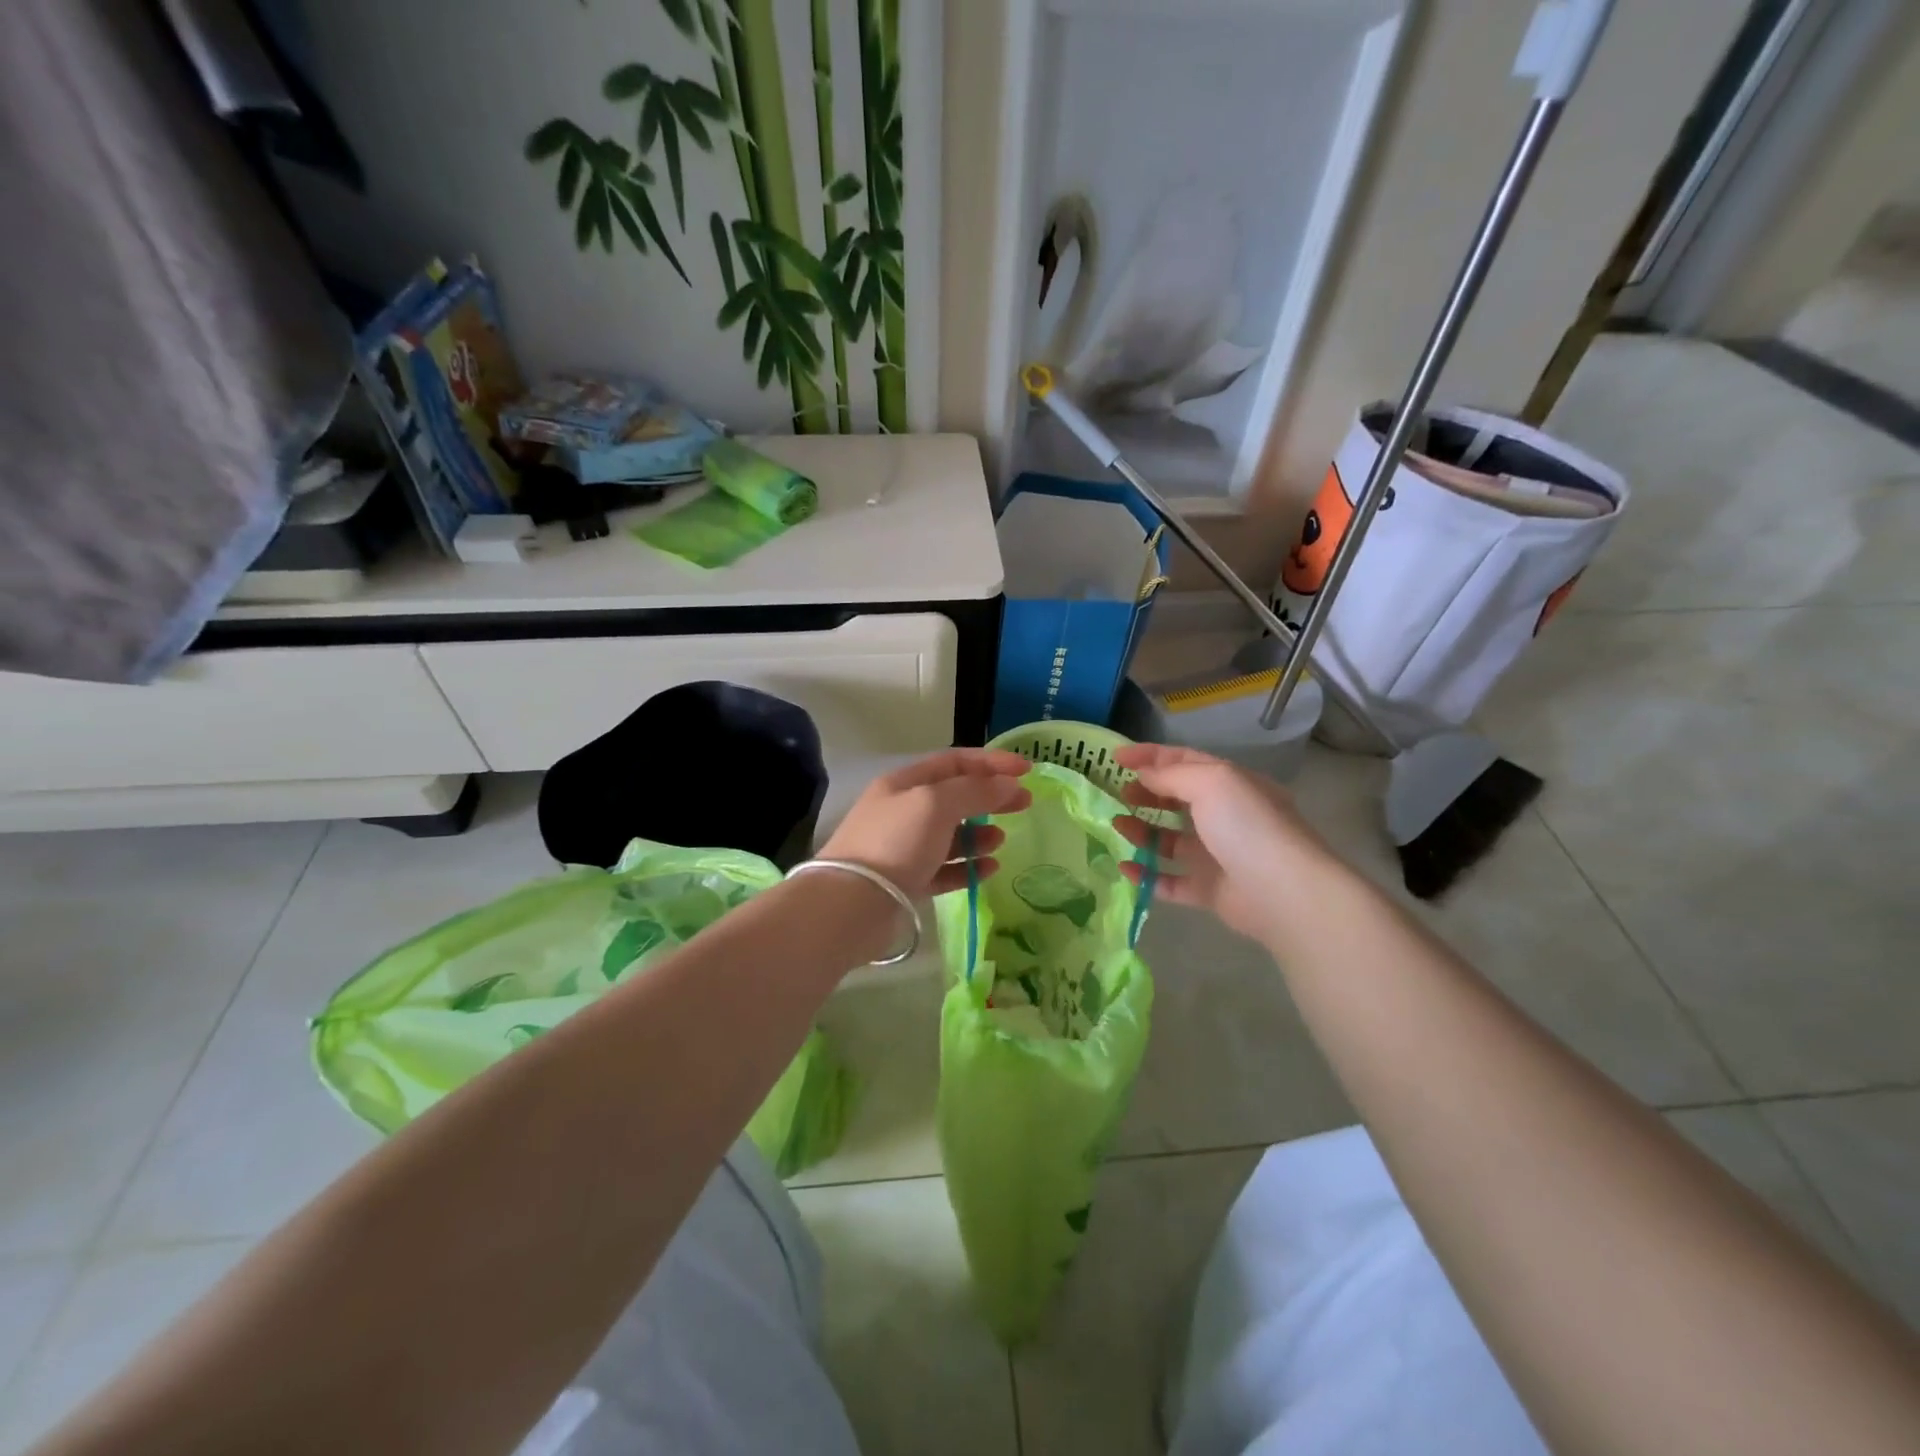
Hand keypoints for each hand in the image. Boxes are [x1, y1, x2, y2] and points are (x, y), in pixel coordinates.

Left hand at [819, 748, 1032, 899]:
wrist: (851, 904)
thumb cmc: (895, 842)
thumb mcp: (936, 804)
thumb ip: (976, 791)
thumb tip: (1010, 785)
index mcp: (904, 783)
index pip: (954, 762)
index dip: (991, 762)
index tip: (1026, 771)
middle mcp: (903, 811)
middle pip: (955, 796)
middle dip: (990, 797)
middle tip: (1025, 803)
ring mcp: (904, 848)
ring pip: (950, 835)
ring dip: (979, 834)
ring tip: (1001, 840)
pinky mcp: (908, 882)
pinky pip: (945, 869)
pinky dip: (968, 867)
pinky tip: (989, 868)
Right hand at [1111, 743, 1335, 942]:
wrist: (1283, 891)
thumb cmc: (1246, 825)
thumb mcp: (1211, 782)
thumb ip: (1171, 775)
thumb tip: (1143, 774)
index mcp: (1230, 784)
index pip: (1185, 760)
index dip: (1150, 755)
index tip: (1115, 757)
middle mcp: (1224, 816)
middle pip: (1176, 799)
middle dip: (1145, 793)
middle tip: (1116, 793)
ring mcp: (1216, 855)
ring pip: (1169, 839)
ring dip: (1141, 830)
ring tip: (1116, 825)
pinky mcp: (1209, 890)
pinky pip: (1170, 881)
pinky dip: (1147, 874)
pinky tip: (1125, 867)